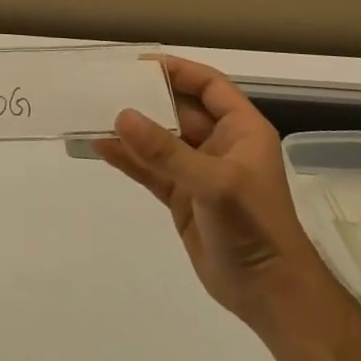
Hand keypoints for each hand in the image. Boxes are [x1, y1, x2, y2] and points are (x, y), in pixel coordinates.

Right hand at [96, 56, 330, 337]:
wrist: (270, 295)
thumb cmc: (255, 228)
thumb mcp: (214, 184)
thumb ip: (166, 151)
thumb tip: (121, 116)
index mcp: (241, 130)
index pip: (208, 85)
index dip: (176, 70)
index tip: (137, 64)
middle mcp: (219, 144)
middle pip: (177, 110)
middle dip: (144, 98)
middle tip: (104, 86)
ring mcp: (198, 171)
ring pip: (159, 140)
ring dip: (129, 129)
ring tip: (91, 112)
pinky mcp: (181, 197)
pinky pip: (149, 168)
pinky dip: (126, 157)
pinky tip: (97, 146)